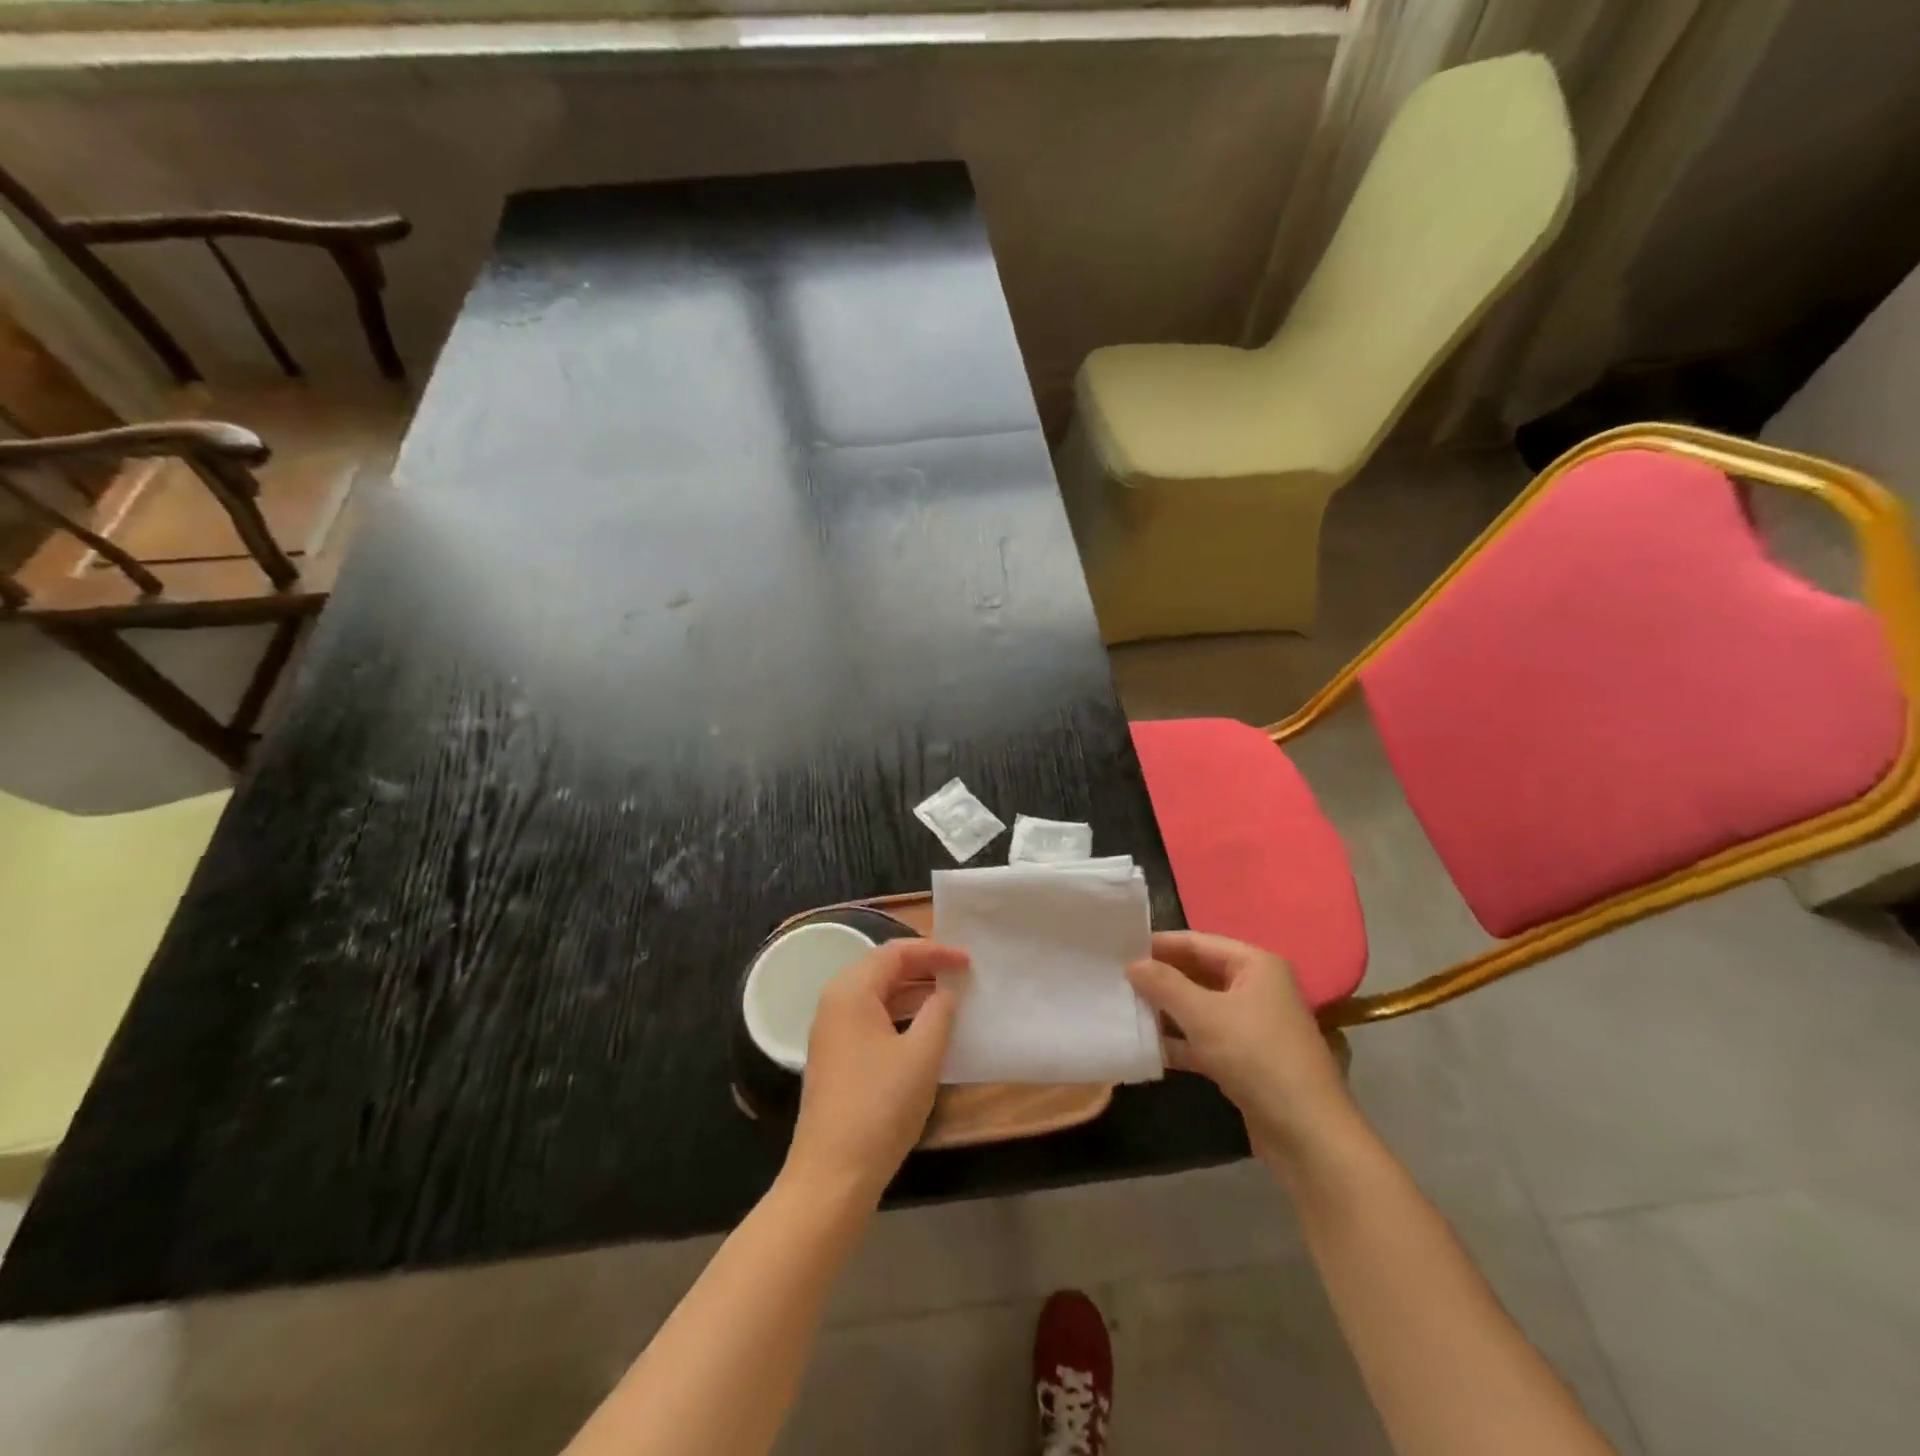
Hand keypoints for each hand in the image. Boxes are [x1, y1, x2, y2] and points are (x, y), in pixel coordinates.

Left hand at [783, 940, 968, 1206]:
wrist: (833, 1174)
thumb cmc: (881, 1106)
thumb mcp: (922, 1054)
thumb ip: (939, 1012)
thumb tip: (946, 992)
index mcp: (851, 991)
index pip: (896, 953)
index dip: (935, 952)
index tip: (968, 960)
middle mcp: (835, 1002)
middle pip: (883, 969)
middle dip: (923, 967)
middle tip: (960, 973)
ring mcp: (831, 1031)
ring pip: (877, 995)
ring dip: (913, 992)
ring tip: (950, 997)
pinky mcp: (835, 1056)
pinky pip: (871, 1018)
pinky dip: (899, 1014)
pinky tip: (925, 1029)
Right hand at [1128, 931, 1354, 1159]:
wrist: (1307, 1133)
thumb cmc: (1256, 1056)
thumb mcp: (1204, 1015)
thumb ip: (1164, 985)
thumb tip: (1132, 963)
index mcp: (1255, 965)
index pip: (1197, 942)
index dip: (1159, 945)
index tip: (1119, 949)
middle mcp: (1256, 988)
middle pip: (1198, 973)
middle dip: (1161, 978)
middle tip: (1117, 979)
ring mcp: (1252, 1025)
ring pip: (1200, 1007)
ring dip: (1166, 1011)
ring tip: (1124, 1009)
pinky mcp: (1246, 1059)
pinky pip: (1205, 1038)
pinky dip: (1180, 1041)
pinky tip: (1147, 1047)